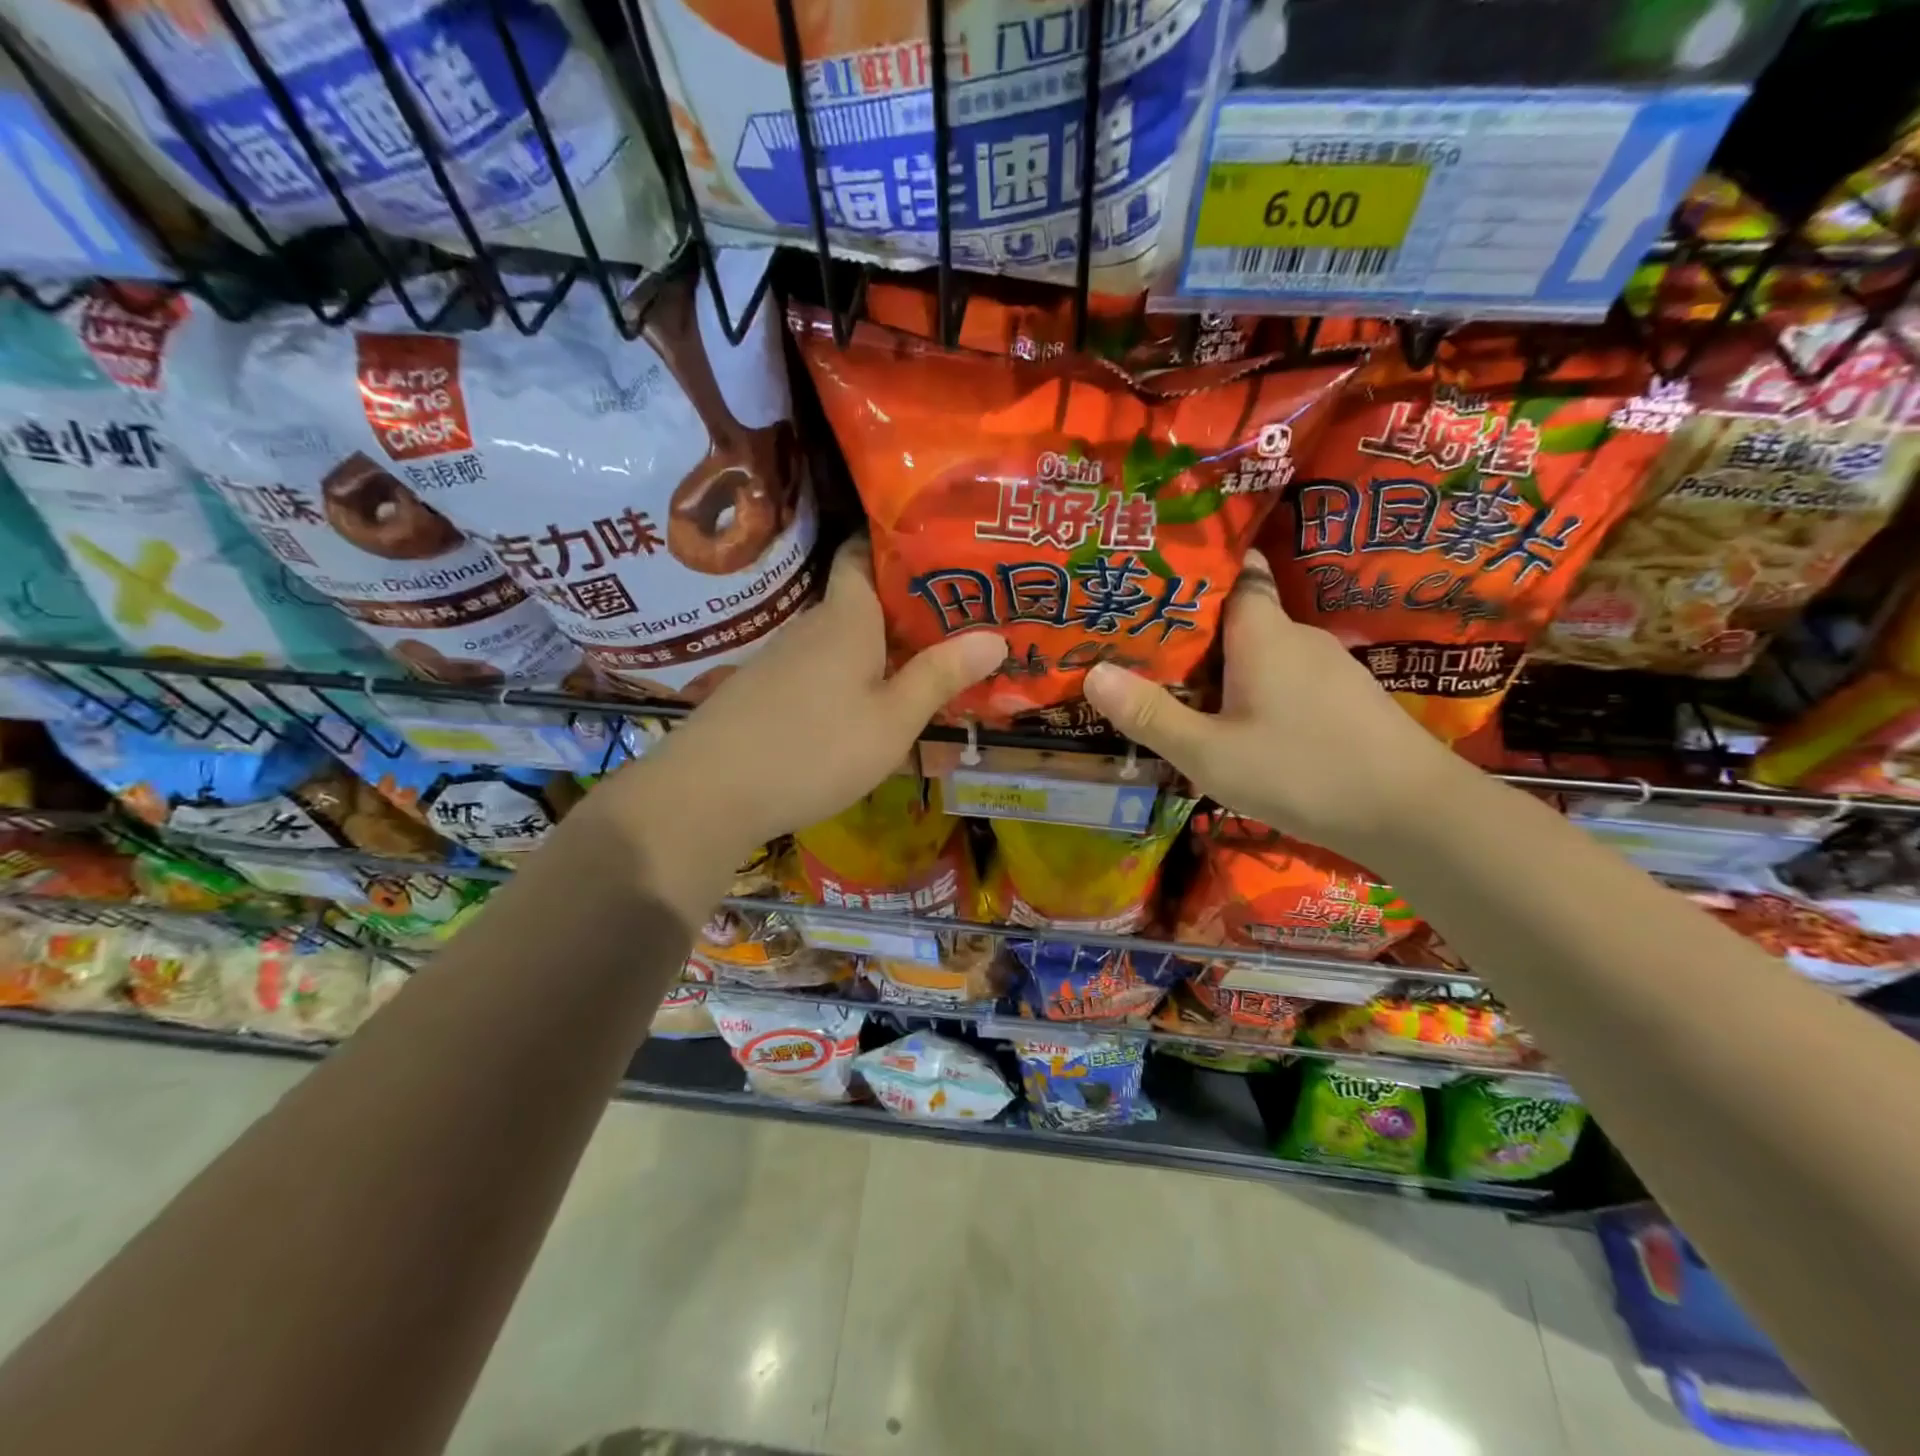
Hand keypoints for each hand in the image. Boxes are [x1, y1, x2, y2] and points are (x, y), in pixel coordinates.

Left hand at [613, 538, 1005, 858]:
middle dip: (905, 610)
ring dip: (879, 653)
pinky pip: (819, 674)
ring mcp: (781, 661)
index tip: (940, 554)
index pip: (861, 553)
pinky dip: (849, 681)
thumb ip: (940, 677)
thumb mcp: (892, 720)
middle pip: (860, 603)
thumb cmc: (815, 748)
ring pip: (842, 644)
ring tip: (924, 671)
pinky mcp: (764, 694)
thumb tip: (996, 636)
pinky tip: (866, 713)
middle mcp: (810, 628)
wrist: (708, 793)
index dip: (896, 545)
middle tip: (957, 625)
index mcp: (845, 618)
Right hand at [1082, 550, 1467, 862]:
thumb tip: (1091, 674)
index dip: (1199, 568)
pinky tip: (1237, 723)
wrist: (1413, 815)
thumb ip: (1151, 715)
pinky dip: (1255, 688)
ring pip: (1262, 652)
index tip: (1155, 577)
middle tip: (1142, 644)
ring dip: (1224, 665)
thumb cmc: (1303, 771)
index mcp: (1263, 632)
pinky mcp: (1345, 699)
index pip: (1236, 571)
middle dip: (1193, 627)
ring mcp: (1328, 667)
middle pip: (1240, 614)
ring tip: (1177, 686)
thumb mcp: (1210, 753)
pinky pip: (1285, 678)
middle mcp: (1298, 636)